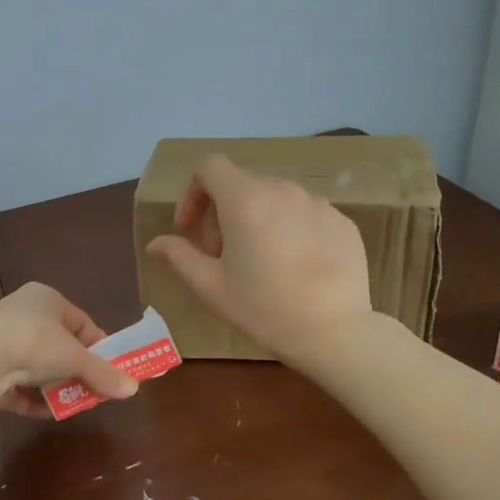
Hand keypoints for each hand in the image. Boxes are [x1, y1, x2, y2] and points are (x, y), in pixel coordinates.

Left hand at [0, 282, 138, 418]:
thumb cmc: (34, 342)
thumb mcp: (76, 357)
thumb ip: (103, 373)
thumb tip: (133, 389)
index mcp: (45, 298)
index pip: (80, 322)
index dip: (98, 347)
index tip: (111, 369)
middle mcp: (21, 314)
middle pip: (58, 347)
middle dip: (76, 371)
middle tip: (94, 391)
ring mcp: (0, 342)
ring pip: (37, 368)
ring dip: (55, 387)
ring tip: (72, 405)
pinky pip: (16, 386)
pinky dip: (32, 399)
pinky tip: (46, 413)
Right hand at [145, 155, 373, 359]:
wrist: (334, 331)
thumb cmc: (263, 309)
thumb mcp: (211, 287)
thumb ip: (180, 257)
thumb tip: (156, 244)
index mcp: (246, 199)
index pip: (210, 167)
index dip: (192, 193)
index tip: (190, 229)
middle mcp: (283, 190)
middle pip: (242, 185)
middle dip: (223, 214)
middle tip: (222, 257)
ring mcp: (319, 204)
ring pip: (276, 200)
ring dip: (258, 221)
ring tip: (261, 263)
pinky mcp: (343, 223)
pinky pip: (307, 216)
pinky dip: (291, 231)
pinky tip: (295, 269)